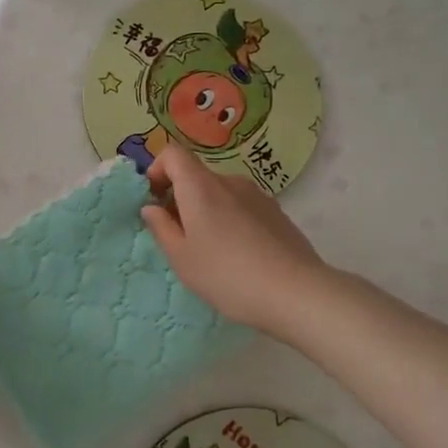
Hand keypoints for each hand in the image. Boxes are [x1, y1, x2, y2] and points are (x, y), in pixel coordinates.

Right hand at [142, 144, 325, 334]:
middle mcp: (230, 182)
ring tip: (211, 250)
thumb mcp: (182, 258)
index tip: (154, 201)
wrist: (295, 293)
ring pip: (220, 193)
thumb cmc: (227, 275)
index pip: (173, 154)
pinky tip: (239, 255)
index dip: (157, 170)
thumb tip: (152, 208)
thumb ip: (161, 228)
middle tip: (179, 236)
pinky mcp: (277, 213)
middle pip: (197, 176)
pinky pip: (242, 207)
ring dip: (207, 211)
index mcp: (201, 187)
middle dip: (180, 198)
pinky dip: (231, 220)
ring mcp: (258, 196)